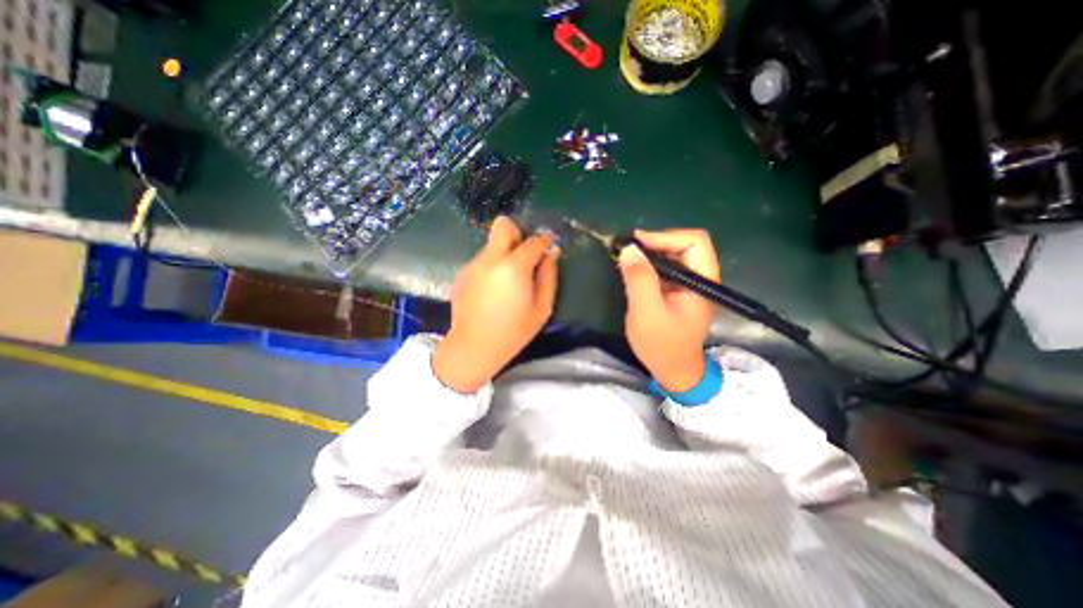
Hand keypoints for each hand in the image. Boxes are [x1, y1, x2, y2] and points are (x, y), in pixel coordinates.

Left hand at [430, 216, 557, 390]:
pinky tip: (492, 290)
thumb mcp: (542, 308)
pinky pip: (482, 261)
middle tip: (523, 254)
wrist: (473, 348)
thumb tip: (552, 254)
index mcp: (513, 267)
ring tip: (507, 281)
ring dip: (503, 254)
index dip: (544, 239)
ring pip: (492, 245)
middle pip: (503, 226)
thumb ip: (548, 277)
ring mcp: (473, 265)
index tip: (549, 243)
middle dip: (516, 233)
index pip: (533, 241)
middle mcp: (491, 259)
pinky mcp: (462, 273)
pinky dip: (491, 267)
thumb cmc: (513, 332)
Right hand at [617, 231, 716, 391]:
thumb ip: (639, 279)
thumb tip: (629, 249)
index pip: (694, 242)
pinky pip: (667, 268)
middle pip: (685, 244)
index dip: (666, 237)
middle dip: (656, 242)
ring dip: (651, 252)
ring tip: (628, 257)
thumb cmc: (663, 345)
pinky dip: (650, 264)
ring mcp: (691, 285)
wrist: (674, 371)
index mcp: (702, 282)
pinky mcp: (679, 291)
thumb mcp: (647, 312)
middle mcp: (701, 278)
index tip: (637, 244)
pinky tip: (635, 270)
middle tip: (629, 250)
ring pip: (675, 254)